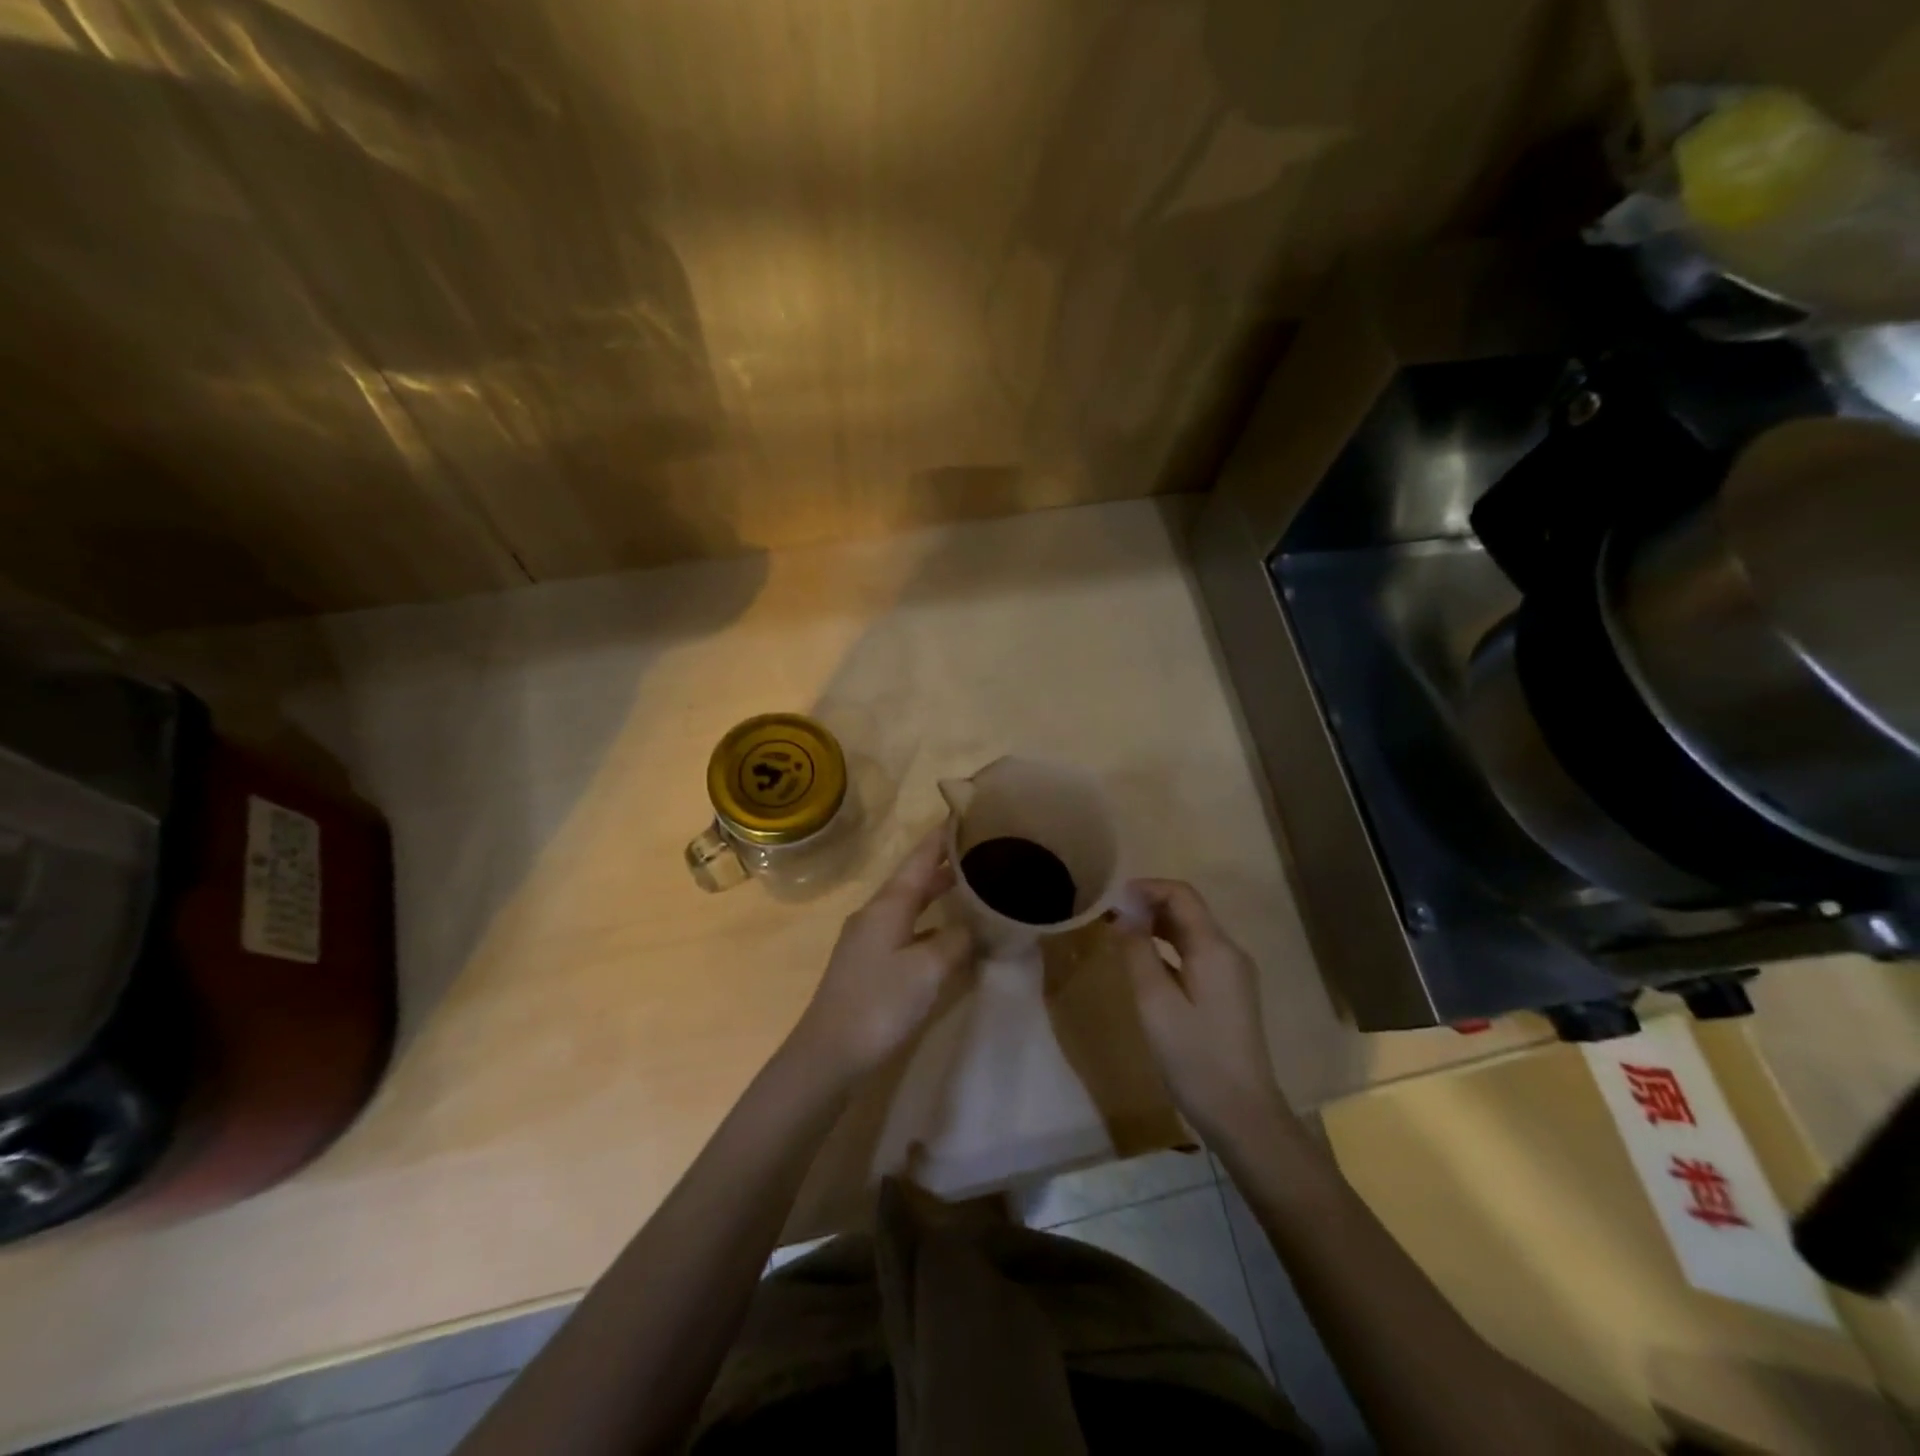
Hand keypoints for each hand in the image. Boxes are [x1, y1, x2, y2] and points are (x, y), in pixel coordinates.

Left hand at [789, 826, 974, 1079]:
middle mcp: (877, 914)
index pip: (920, 858)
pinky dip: (931, 925)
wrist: (828, 1054)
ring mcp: (870, 940)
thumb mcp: (928, 969)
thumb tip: (977, 926)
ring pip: (911, 906)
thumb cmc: (879, 1003)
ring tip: (973, 886)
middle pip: (915, 880)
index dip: (943, 836)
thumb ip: (956, 941)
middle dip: (946, 864)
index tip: (967, 814)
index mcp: (888, 905)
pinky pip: (908, 930)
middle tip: (982, 851)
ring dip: (939, 894)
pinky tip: (950, 936)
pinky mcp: (870, 965)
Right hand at [1117, 879, 1291, 1142]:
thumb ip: (1138, 952)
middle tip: (1109, 916)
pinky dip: (1168, 948)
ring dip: (1157, 926)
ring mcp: (1232, 974)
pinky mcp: (1229, 994)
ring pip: (1191, 932)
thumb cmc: (1195, 1057)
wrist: (1243, 1115)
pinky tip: (1145, 962)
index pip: (1181, 894)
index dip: (1146, 888)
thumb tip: (1124, 914)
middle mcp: (1229, 952)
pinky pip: (1196, 954)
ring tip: (1120, 934)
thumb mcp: (1155, 1003)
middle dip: (1148, 905)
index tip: (1111, 898)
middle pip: (1188, 910)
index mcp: (1214, 948)